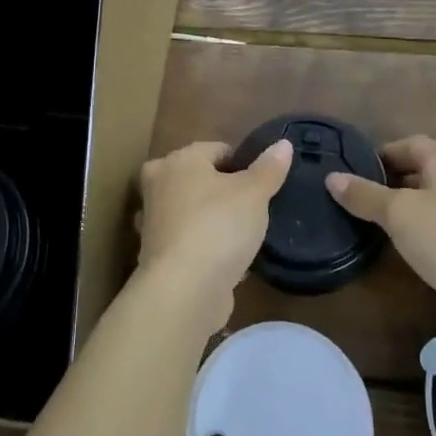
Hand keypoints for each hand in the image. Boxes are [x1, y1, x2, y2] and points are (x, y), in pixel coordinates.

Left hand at [136, 139, 292, 328]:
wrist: (183, 291)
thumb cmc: (219, 227)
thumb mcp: (254, 193)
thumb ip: (269, 168)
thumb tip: (283, 144)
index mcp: (179, 160)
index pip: (216, 149)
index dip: (242, 164)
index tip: (261, 185)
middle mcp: (158, 184)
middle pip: (198, 178)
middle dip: (221, 190)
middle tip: (250, 208)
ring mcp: (152, 221)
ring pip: (190, 210)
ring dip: (210, 219)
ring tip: (240, 236)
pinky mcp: (155, 255)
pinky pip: (187, 241)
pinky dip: (203, 247)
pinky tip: (226, 261)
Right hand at [326, 136, 435, 314]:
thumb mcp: (397, 214)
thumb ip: (363, 194)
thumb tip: (331, 177)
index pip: (401, 145)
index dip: (373, 158)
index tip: (346, 178)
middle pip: (415, 167)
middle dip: (385, 182)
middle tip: (353, 200)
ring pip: (426, 195)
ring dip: (401, 206)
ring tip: (370, 222)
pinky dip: (418, 225)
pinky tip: (401, 243)